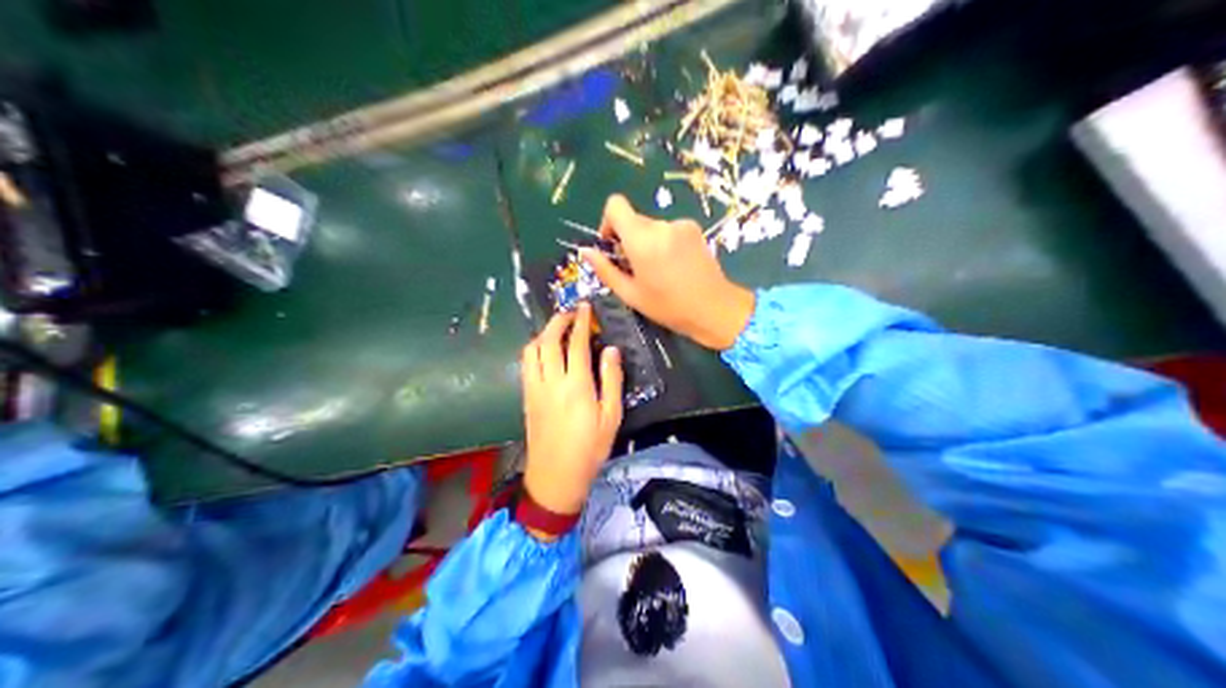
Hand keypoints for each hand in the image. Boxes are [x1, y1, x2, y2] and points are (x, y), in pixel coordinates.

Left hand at [522, 304, 625, 519]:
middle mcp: (551, 381)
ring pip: (532, 350)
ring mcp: (534, 389)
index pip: (576, 343)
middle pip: (548, 340)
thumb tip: (611, 350)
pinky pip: (526, 364)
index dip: (581, 322)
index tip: (585, 307)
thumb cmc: (590, 449)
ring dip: (543, 333)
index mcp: (576, 385)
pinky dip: (535, 349)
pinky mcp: (526, 397)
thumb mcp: (611, 417)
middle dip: (558, 321)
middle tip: (570, 313)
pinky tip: (545, 352)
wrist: (556, 476)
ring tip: (557, 330)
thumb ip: (611, 381)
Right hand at [580, 197, 752, 352]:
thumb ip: (605, 270)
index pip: (616, 205)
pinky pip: (669, 230)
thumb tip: (585, 251)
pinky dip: (665, 243)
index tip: (611, 246)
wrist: (715, 308)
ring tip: (658, 271)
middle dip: (629, 239)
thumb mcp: (631, 294)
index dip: (608, 222)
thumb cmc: (669, 307)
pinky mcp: (694, 229)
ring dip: (648, 243)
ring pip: (652, 227)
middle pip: (634, 219)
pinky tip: (674, 267)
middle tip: (635, 268)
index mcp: (642, 239)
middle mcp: (661, 225)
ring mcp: (680, 225)